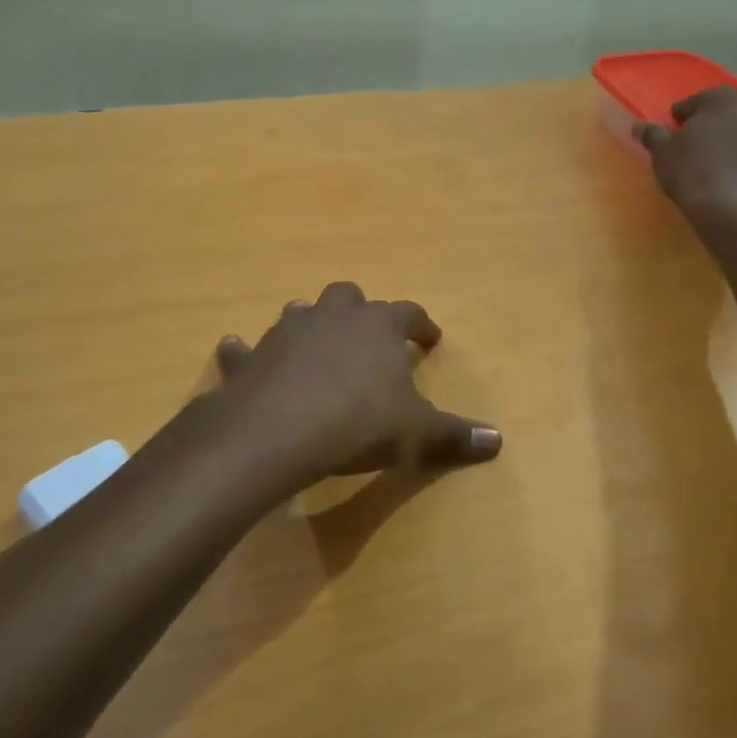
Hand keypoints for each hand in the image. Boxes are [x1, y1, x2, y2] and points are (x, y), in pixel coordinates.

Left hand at [212, 282, 501, 483]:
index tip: (430, 340)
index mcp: (378, 326)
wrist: (277, 432)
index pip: (409, 313)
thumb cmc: (358, 423)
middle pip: (349, 297)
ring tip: (316, 345)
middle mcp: (333, 317)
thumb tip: (497, 440)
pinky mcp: (251, 359)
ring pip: (301, 313)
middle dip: (360, 312)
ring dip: (310, 325)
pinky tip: (238, 352)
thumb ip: (455, 435)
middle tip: (367, 335)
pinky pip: (245, 349)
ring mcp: (287, 333)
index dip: (422, 326)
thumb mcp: (416, 434)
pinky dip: (246, 352)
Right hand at [636, 86, 736, 211]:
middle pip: (729, 112)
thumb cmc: (694, 175)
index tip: (674, 131)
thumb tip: (639, 125)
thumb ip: (652, 135)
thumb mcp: (663, 155)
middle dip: (715, 124)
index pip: (696, 101)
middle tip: (700, 146)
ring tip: (726, 161)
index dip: (682, 117)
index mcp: (721, 98)